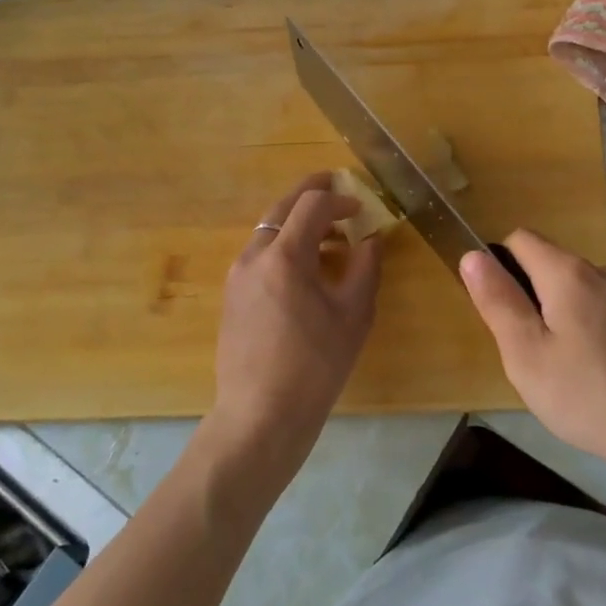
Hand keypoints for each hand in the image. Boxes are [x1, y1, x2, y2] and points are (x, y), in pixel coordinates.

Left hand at [208, 173, 381, 474]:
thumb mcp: (354, 315)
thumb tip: (372, 237)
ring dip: (298, 222)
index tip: (362, 209)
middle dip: (312, 194)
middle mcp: (254, 256)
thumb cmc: (315, 366)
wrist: (260, 415)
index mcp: (284, 256)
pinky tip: (307, 270)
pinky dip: (285, 246)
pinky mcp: (233, 295)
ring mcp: (238, 276)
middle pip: (282, 207)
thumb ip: (366, 267)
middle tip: (337, 189)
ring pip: (269, 229)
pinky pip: (260, 254)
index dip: (340, 198)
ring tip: (331, 238)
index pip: (312, 204)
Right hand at [460, 231, 605, 477]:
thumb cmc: (592, 395)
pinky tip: (594, 377)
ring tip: (561, 372)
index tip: (499, 311)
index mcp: (567, 272)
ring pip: (575, 291)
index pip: (519, 239)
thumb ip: (498, 302)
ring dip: (558, 318)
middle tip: (528, 353)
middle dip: (528, 299)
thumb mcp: (528, 355)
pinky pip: (600, 311)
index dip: (499, 266)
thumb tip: (472, 255)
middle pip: (548, 265)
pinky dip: (586, 332)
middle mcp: (600, 271)